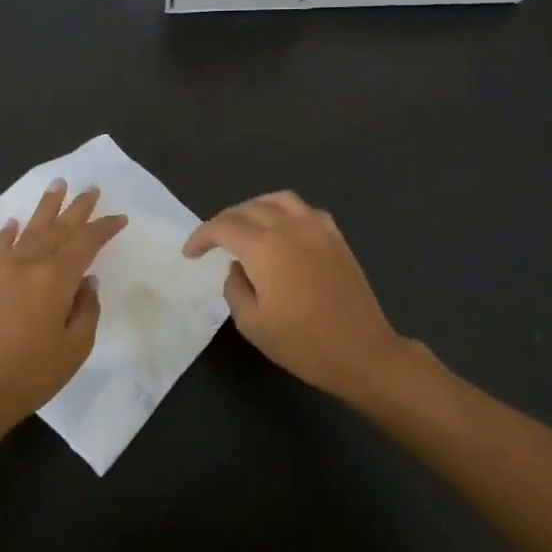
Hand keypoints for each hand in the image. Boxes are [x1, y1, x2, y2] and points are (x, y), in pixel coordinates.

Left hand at [0, 181, 126, 436]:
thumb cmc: (31, 375)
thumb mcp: (75, 348)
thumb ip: (86, 309)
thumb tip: (86, 281)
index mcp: (56, 279)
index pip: (85, 242)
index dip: (104, 228)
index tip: (119, 218)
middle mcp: (29, 264)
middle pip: (58, 227)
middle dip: (77, 208)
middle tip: (91, 188)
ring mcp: (2, 269)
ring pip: (30, 229)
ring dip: (46, 207)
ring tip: (58, 185)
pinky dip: (9, 232)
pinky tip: (15, 222)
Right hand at [183, 191, 406, 400]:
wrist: (361, 352)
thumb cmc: (302, 343)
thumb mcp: (251, 323)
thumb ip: (234, 287)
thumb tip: (238, 267)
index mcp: (264, 247)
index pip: (223, 227)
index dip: (201, 237)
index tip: (190, 254)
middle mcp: (289, 227)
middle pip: (248, 208)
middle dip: (224, 221)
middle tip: (212, 242)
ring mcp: (317, 228)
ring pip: (278, 200)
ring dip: (254, 208)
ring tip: (244, 227)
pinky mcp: (336, 238)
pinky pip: (304, 210)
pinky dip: (284, 212)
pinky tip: (282, 230)